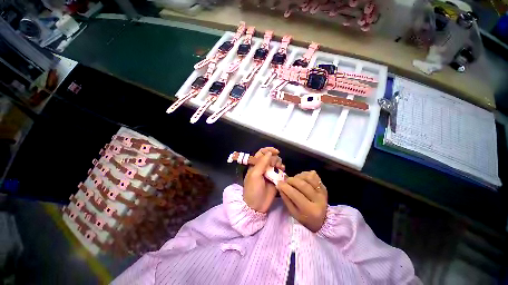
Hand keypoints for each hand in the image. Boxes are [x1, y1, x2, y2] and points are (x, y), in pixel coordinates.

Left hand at [243, 147, 284, 212]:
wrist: (256, 206)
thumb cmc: (253, 189)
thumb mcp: (255, 175)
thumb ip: (262, 163)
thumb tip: (269, 153)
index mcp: (255, 165)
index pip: (262, 153)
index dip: (268, 150)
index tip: (276, 151)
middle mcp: (263, 167)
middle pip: (271, 157)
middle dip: (275, 158)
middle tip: (276, 165)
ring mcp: (269, 173)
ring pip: (276, 163)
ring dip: (279, 163)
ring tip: (280, 168)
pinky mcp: (275, 179)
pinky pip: (280, 172)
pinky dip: (282, 170)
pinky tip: (283, 172)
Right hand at [277, 171, 327, 231]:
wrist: (322, 220)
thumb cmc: (304, 218)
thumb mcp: (293, 213)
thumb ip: (286, 198)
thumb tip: (279, 185)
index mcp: (310, 210)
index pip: (295, 195)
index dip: (285, 187)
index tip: (279, 183)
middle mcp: (319, 200)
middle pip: (302, 184)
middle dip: (291, 180)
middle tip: (286, 181)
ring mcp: (323, 192)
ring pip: (309, 177)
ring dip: (298, 176)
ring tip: (294, 180)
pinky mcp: (324, 187)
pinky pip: (314, 176)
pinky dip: (305, 174)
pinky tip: (301, 179)